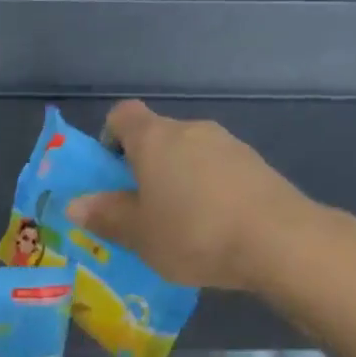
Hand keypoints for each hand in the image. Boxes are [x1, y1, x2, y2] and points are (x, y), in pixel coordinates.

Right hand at [67, 100, 321, 291]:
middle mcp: (191, 129)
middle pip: (157, 137)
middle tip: (140, 211)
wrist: (279, 241)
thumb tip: (76, 204)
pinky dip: (207, 190)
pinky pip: (217, 171)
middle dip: (143, 168)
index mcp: (154, 138)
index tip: (110, 175)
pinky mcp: (256, 165)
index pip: (122, 115)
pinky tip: (212, 228)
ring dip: (177, 180)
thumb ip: (106, 216)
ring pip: (188, 155)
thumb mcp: (138, 234)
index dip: (109, 139)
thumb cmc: (193, 233)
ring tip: (179, 225)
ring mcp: (228, 144)